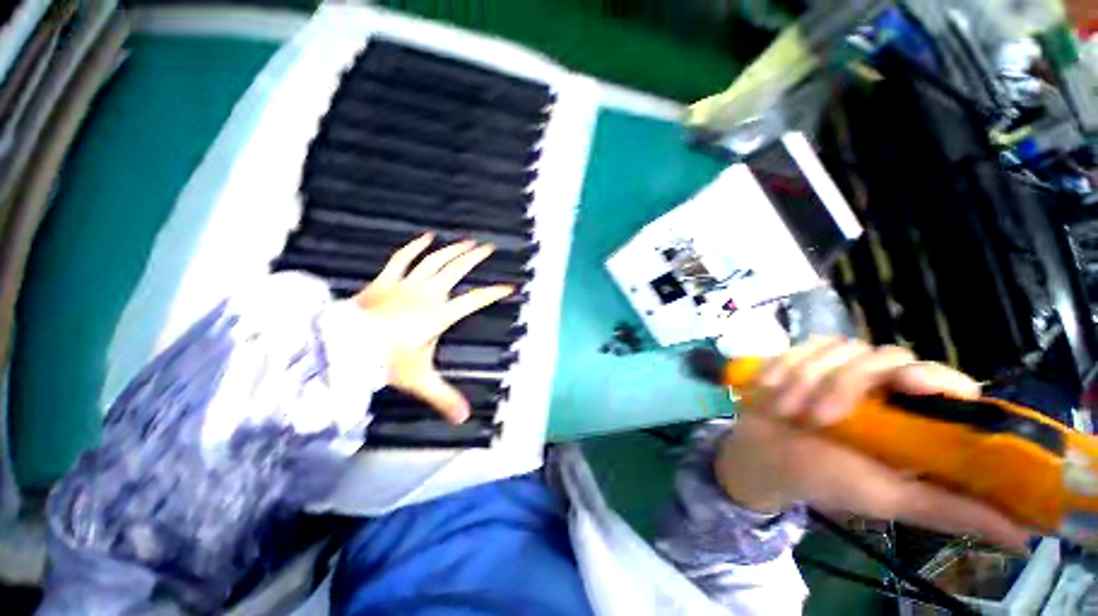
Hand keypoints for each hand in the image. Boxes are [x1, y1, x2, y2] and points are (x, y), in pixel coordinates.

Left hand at [355, 234, 512, 422]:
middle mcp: (427, 295)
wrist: (342, 347)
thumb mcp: (419, 380)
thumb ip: (444, 397)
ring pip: (434, 261)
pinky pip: (402, 259)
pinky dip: (415, 247)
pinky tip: (427, 237)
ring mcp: (406, 285)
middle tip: (488, 248)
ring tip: (467, 241)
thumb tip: (464, 418)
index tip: (509, 287)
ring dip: (452, 250)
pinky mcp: (386, 281)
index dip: (493, 293)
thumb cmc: (385, 362)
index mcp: (439, 315)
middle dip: (474, 259)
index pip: (473, 301)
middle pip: (455, 271)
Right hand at [714, 337, 1031, 551]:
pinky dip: (784, 368)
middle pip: (883, 356)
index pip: (943, 379)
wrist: (763, 456)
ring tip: (787, 410)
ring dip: (806, 380)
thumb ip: (949, 509)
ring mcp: (837, 368)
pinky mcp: (801, 358)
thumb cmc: (825, 479)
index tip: (912, 386)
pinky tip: (771, 390)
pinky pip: (800, 347)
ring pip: (837, 348)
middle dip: (845, 383)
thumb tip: (1025, 536)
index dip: (934, 377)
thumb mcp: (888, 499)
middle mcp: (880, 386)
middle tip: (819, 418)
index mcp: (909, 416)